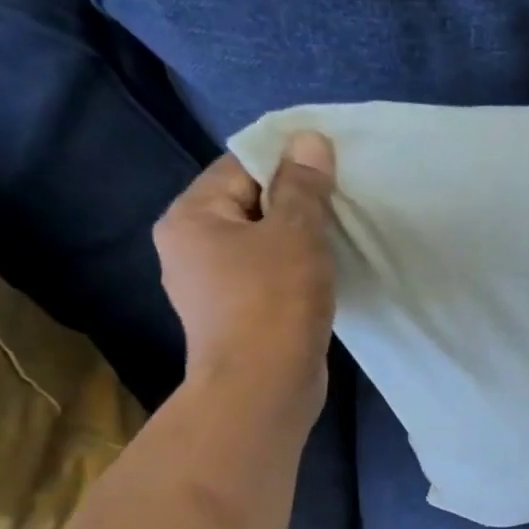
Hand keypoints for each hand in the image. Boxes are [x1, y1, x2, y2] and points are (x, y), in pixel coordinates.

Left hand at [153, 134, 338, 417]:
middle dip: (294, 206)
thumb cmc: (274, 303)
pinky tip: (321, 282)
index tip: (330, 174)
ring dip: (296, 244)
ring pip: (260, 247)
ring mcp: (209, 289)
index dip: (286, 164)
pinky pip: (266, 280)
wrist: (263, 390)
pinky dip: (292, 275)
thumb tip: (310, 139)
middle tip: (340, 210)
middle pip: (249, 206)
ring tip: (336, 245)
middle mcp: (188, 248)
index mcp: (191, 217)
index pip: (239, 167)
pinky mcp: (234, 319)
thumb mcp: (296, 234)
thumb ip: (303, 186)